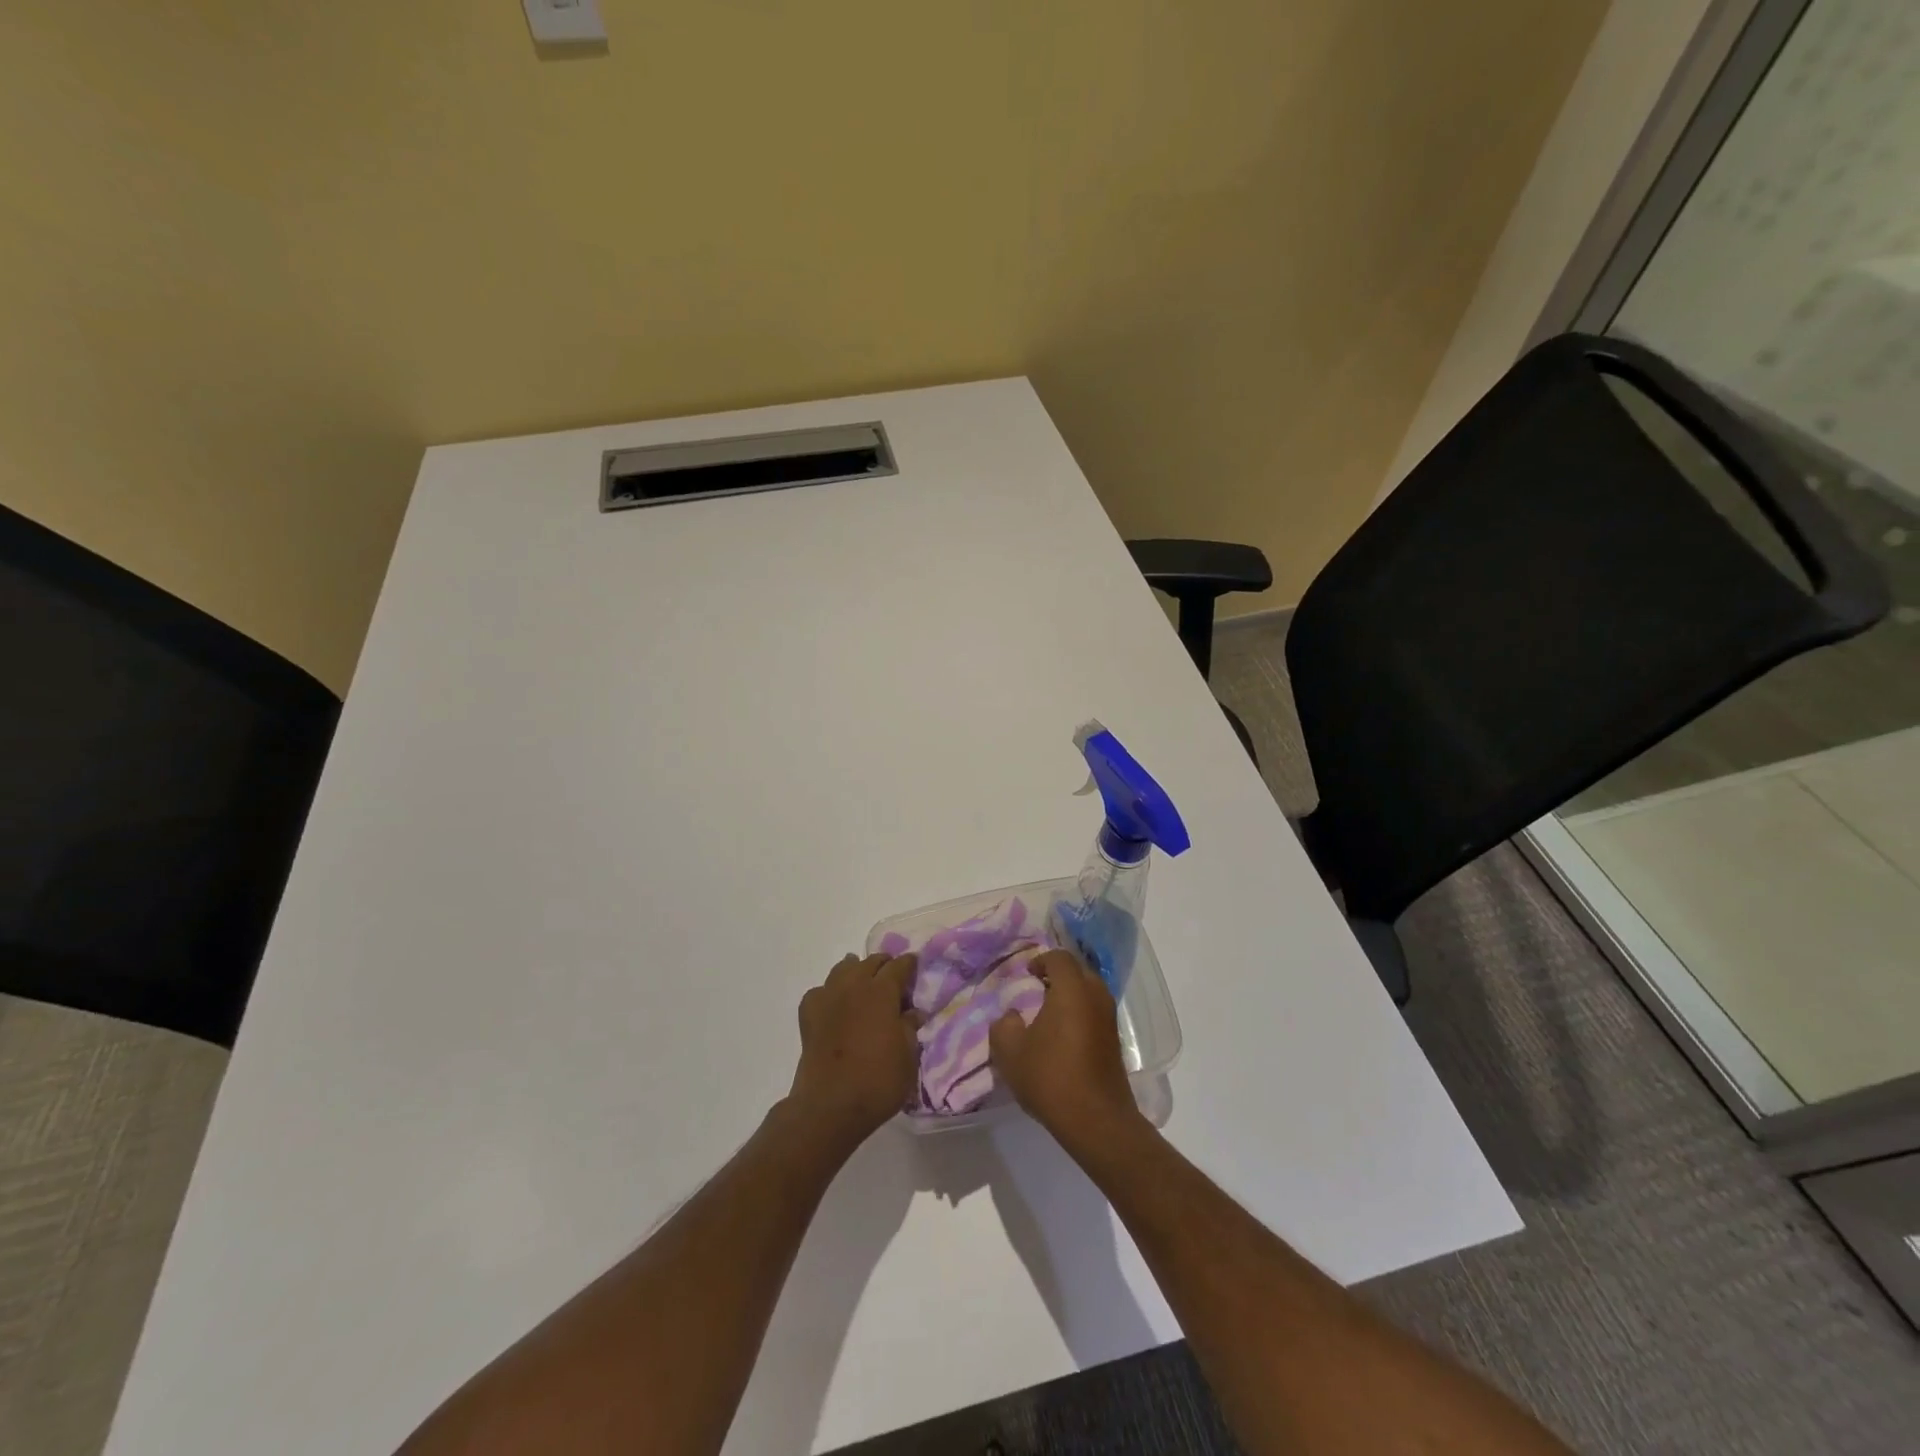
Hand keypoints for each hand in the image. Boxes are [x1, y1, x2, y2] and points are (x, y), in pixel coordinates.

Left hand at [787, 953, 919, 1152]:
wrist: (829, 1106)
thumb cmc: (877, 1081)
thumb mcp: (908, 1057)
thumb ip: (910, 1028)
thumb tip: (913, 1011)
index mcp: (881, 992)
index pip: (899, 966)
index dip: (909, 964)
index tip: (915, 966)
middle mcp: (854, 986)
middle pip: (870, 962)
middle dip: (884, 965)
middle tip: (893, 977)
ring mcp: (828, 997)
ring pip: (843, 969)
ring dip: (856, 970)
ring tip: (863, 982)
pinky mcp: (809, 1015)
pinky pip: (820, 991)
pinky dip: (830, 992)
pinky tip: (834, 1003)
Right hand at [989, 948, 1141, 1149]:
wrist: (1096, 1120)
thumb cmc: (1051, 1077)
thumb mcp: (1010, 1052)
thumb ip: (1004, 1025)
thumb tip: (1012, 1016)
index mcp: (1072, 989)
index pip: (1059, 958)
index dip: (1041, 960)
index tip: (1027, 974)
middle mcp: (1096, 996)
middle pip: (1078, 971)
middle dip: (1058, 975)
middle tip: (1037, 990)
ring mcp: (1109, 1018)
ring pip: (1090, 992)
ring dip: (1071, 995)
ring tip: (1048, 1014)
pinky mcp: (1115, 1040)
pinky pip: (1096, 1012)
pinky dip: (1081, 1013)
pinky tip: (1064, 1035)